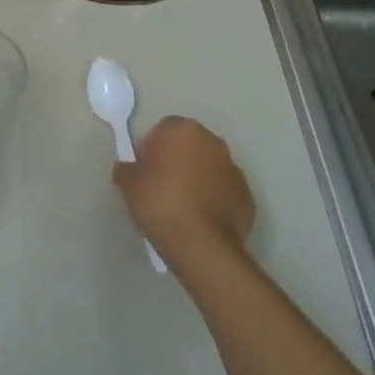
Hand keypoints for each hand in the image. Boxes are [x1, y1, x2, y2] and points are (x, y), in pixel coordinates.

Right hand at [113, 116, 255, 270]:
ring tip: (182, 208)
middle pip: (190, 146)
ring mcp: (234, 170)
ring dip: (198, 180)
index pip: (164, 130)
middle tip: (161, 187)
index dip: (152, 148)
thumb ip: (126, 169)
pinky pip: (224, 193)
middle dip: (177, 161)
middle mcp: (213, 143)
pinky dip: (214, 201)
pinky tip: (200, 221)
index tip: (145, 170)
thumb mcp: (128, 183)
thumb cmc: (160, 202)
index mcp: (184, 131)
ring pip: (209, 169)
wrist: (201, 245)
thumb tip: (127, 170)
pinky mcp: (247, 198)